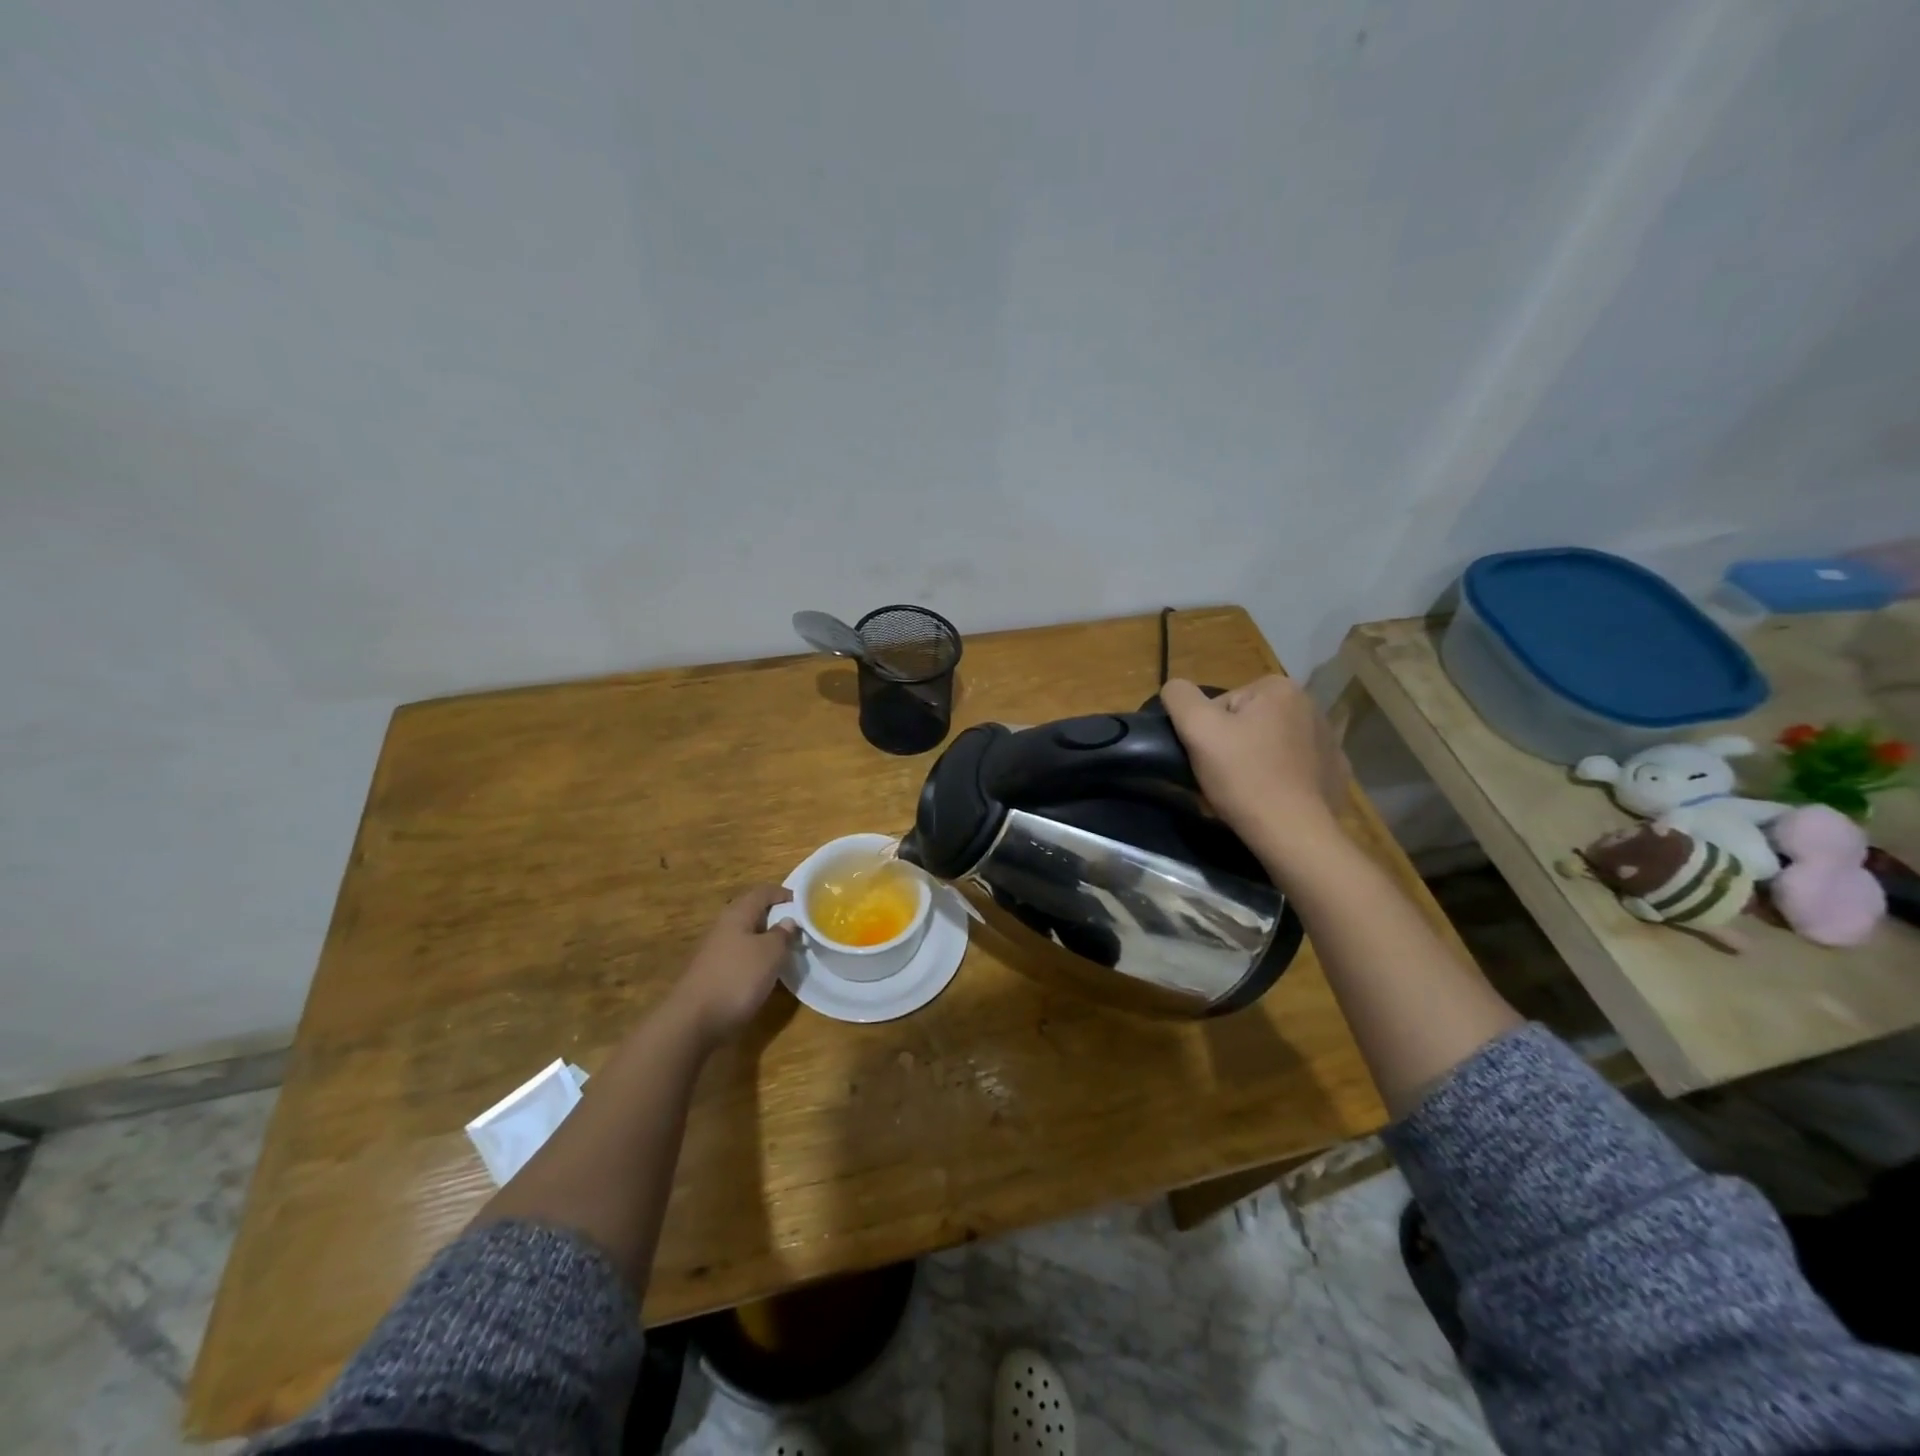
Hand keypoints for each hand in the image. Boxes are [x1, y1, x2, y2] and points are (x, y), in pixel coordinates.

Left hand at [669, 885, 797, 1046]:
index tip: (804, 902)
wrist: (694, 1020)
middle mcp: (723, 927)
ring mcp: (715, 951)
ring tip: (786, 949)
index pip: (762, 892)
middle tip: (798, 926)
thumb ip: (782, 934)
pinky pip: (739, 955)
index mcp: (737, 914)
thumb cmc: (737, 978)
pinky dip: (755, 958)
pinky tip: (765, 972)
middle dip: (774, 916)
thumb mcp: (770, 953)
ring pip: (745, 935)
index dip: (783, 893)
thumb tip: (788, 921)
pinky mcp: (713, 973)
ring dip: (765, 938)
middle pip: (752, 912)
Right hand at [1162, 676, 1347, 859]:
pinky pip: (1295, 767)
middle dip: (1232, 745)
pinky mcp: (1335, 771)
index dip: (1208, 731)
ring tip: (1246, 792)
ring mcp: (1328, 740)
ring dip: (1255, 761)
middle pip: (1248, 722)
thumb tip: (1175, 688)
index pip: (1224, 704)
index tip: (1210, 758)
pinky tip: (1272, 798)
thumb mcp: (1197, 729)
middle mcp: (1310, 705)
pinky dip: (1281, 778)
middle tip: (1223, 777)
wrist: (1293, 833)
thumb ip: (1180, 698)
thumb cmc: (1244, 776)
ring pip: (1271, 744)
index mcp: (1279, 688)